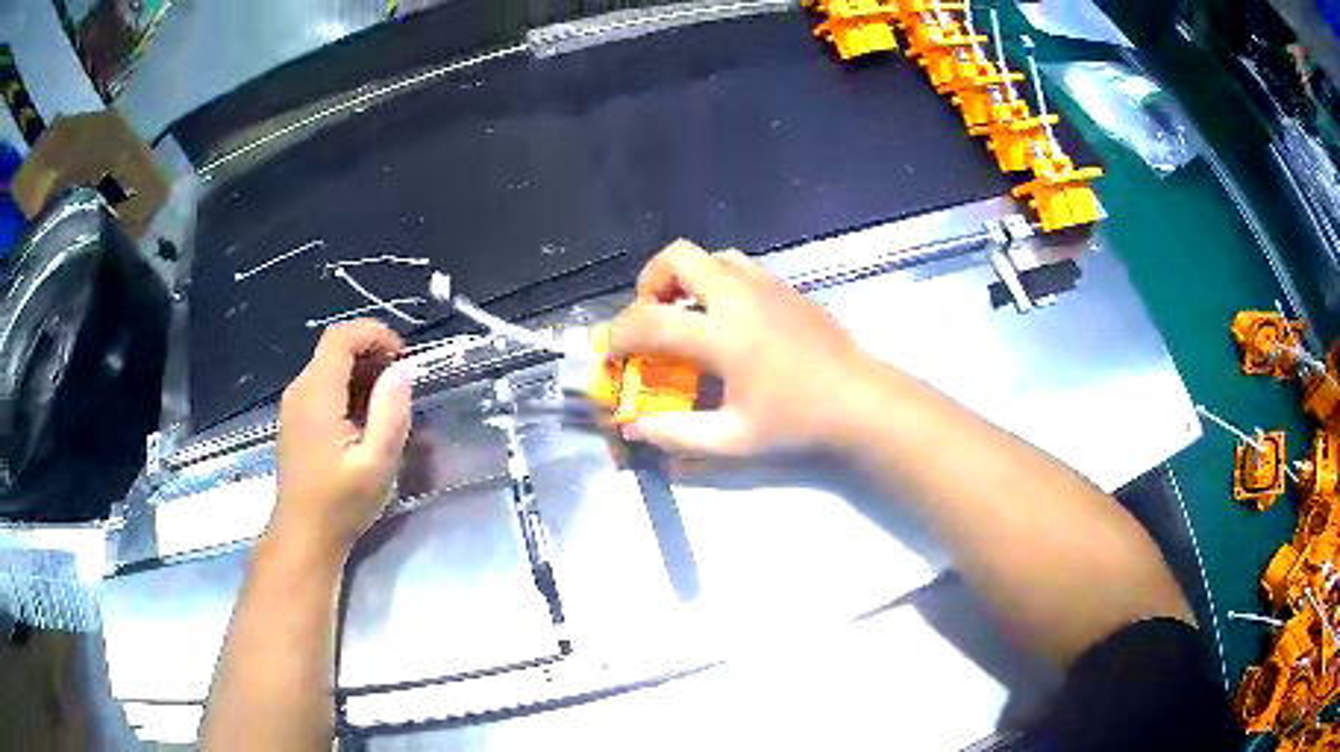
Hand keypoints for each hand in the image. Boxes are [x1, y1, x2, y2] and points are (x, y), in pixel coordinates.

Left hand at [271, 320, 412, 554]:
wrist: (303, 535)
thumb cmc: (340, 504)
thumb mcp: (377, 464)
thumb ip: (390, 414)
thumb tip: (401, 370)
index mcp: (317, 395)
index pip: (341, 337)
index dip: (375, 334)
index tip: (403, 357)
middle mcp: (300, 390)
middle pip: (335, 348)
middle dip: (372, 353)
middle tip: (401, 384)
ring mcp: (294, 404)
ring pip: (329, 365)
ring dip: (362, 372)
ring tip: (387, 405)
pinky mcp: (296, 418)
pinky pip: (323, 385)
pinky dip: (348, 388)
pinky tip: (363, 420)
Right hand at [610, 239, 885, 455]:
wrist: (861, 401)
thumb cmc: (798, 423)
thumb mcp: (733, 440)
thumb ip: (677, 433)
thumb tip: (634, 428)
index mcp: (722, 334)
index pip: (650, 321)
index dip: (620, 335)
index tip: (611, 352)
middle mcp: (740, 296)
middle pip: (678, 257)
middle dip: (650, 282)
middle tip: (650, 317)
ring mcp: (767, 286)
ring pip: (712, 255)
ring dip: (687, 278)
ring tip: (686, 315)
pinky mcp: (788, 288)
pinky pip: (740, 267)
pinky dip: (718, 282)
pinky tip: (728, 321)